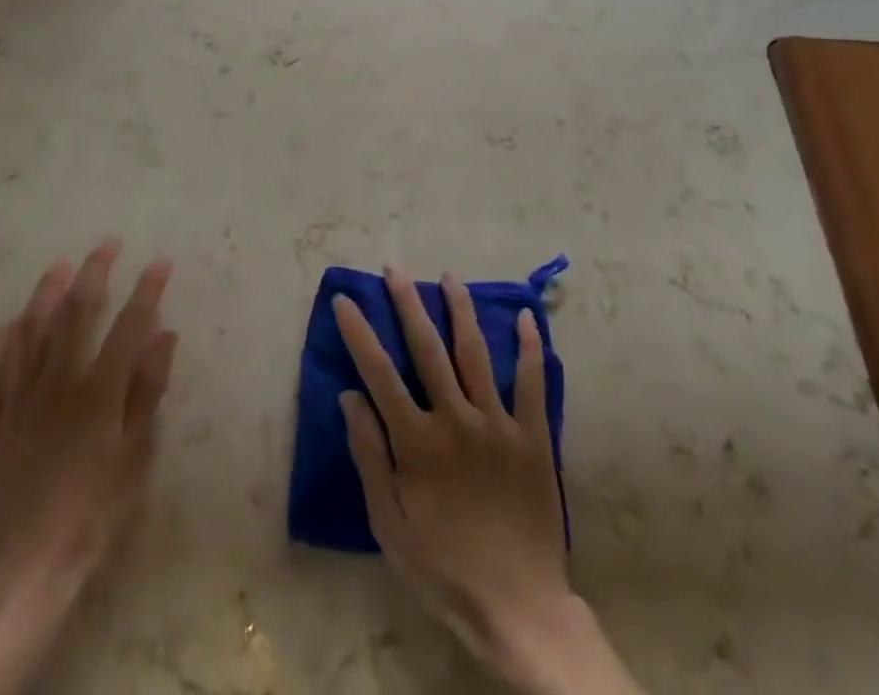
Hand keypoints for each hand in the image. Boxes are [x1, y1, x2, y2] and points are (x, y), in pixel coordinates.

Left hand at [0, 242, 176, 694]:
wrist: (29, 561)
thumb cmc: (96, 509)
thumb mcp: (137, 454)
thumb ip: (149, 390)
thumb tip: (165, 334)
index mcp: (98, 391)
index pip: (128, 324)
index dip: (147, 289)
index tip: (160, 262)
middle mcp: (57, 381)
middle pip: (75, 312)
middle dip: (94, 272)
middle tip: (108, 245)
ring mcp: (20, 396)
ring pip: (30, 328)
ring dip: (46, 292)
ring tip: (59, 265)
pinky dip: (3, 337)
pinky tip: (12, 324)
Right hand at [336, 269, 641, 694]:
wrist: (517, 606)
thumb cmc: (443, 566)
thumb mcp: (389, 524)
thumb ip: (370, 456)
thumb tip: (351, 396)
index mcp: (417, 441)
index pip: (379, 373)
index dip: (360, 333)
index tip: (346, 300)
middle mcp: (455, 419)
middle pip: (428, 348)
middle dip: (408, 304)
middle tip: (395, 270)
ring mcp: (497, 424)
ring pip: (475, 352)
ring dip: (460, 310)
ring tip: (448, 277)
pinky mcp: (532, 436)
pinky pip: (532, 382)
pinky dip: (528, 348)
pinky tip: (525, 317)